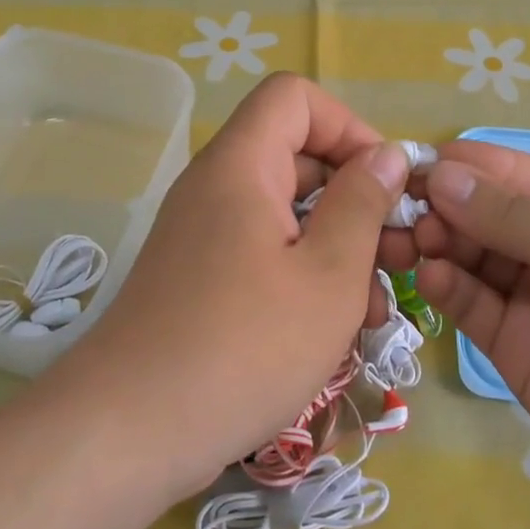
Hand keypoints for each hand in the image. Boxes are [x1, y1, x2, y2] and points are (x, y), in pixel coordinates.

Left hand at [51, 75, 408, 500]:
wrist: (131, 432)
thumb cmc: (245, 346)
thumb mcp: (328, 275)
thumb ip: (362, 205)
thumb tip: (385, 156)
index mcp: (241, 166)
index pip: (294, 97)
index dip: (347, 126)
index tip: (384, 184)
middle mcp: (216, 187)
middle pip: (295, 156)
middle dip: (355, 197)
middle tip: (398, 256)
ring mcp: (203, 235)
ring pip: (285, 213)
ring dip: (337, 246)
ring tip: (377, 308)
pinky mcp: (199, 278)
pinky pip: (262, 251)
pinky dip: (303, 273)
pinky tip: (335, 328)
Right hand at [406, 143, 529, 528]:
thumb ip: (521, 218)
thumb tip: (443, 178)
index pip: (518, 176)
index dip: (471, 166)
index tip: (416, 162)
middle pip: (487, 215)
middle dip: (444, 204)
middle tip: (401, 207)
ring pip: (469, 257)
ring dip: (434, 242)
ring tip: (405, 239)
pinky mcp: (513, 349)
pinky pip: (469, 307)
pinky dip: (443, 287)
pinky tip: (428, 276)